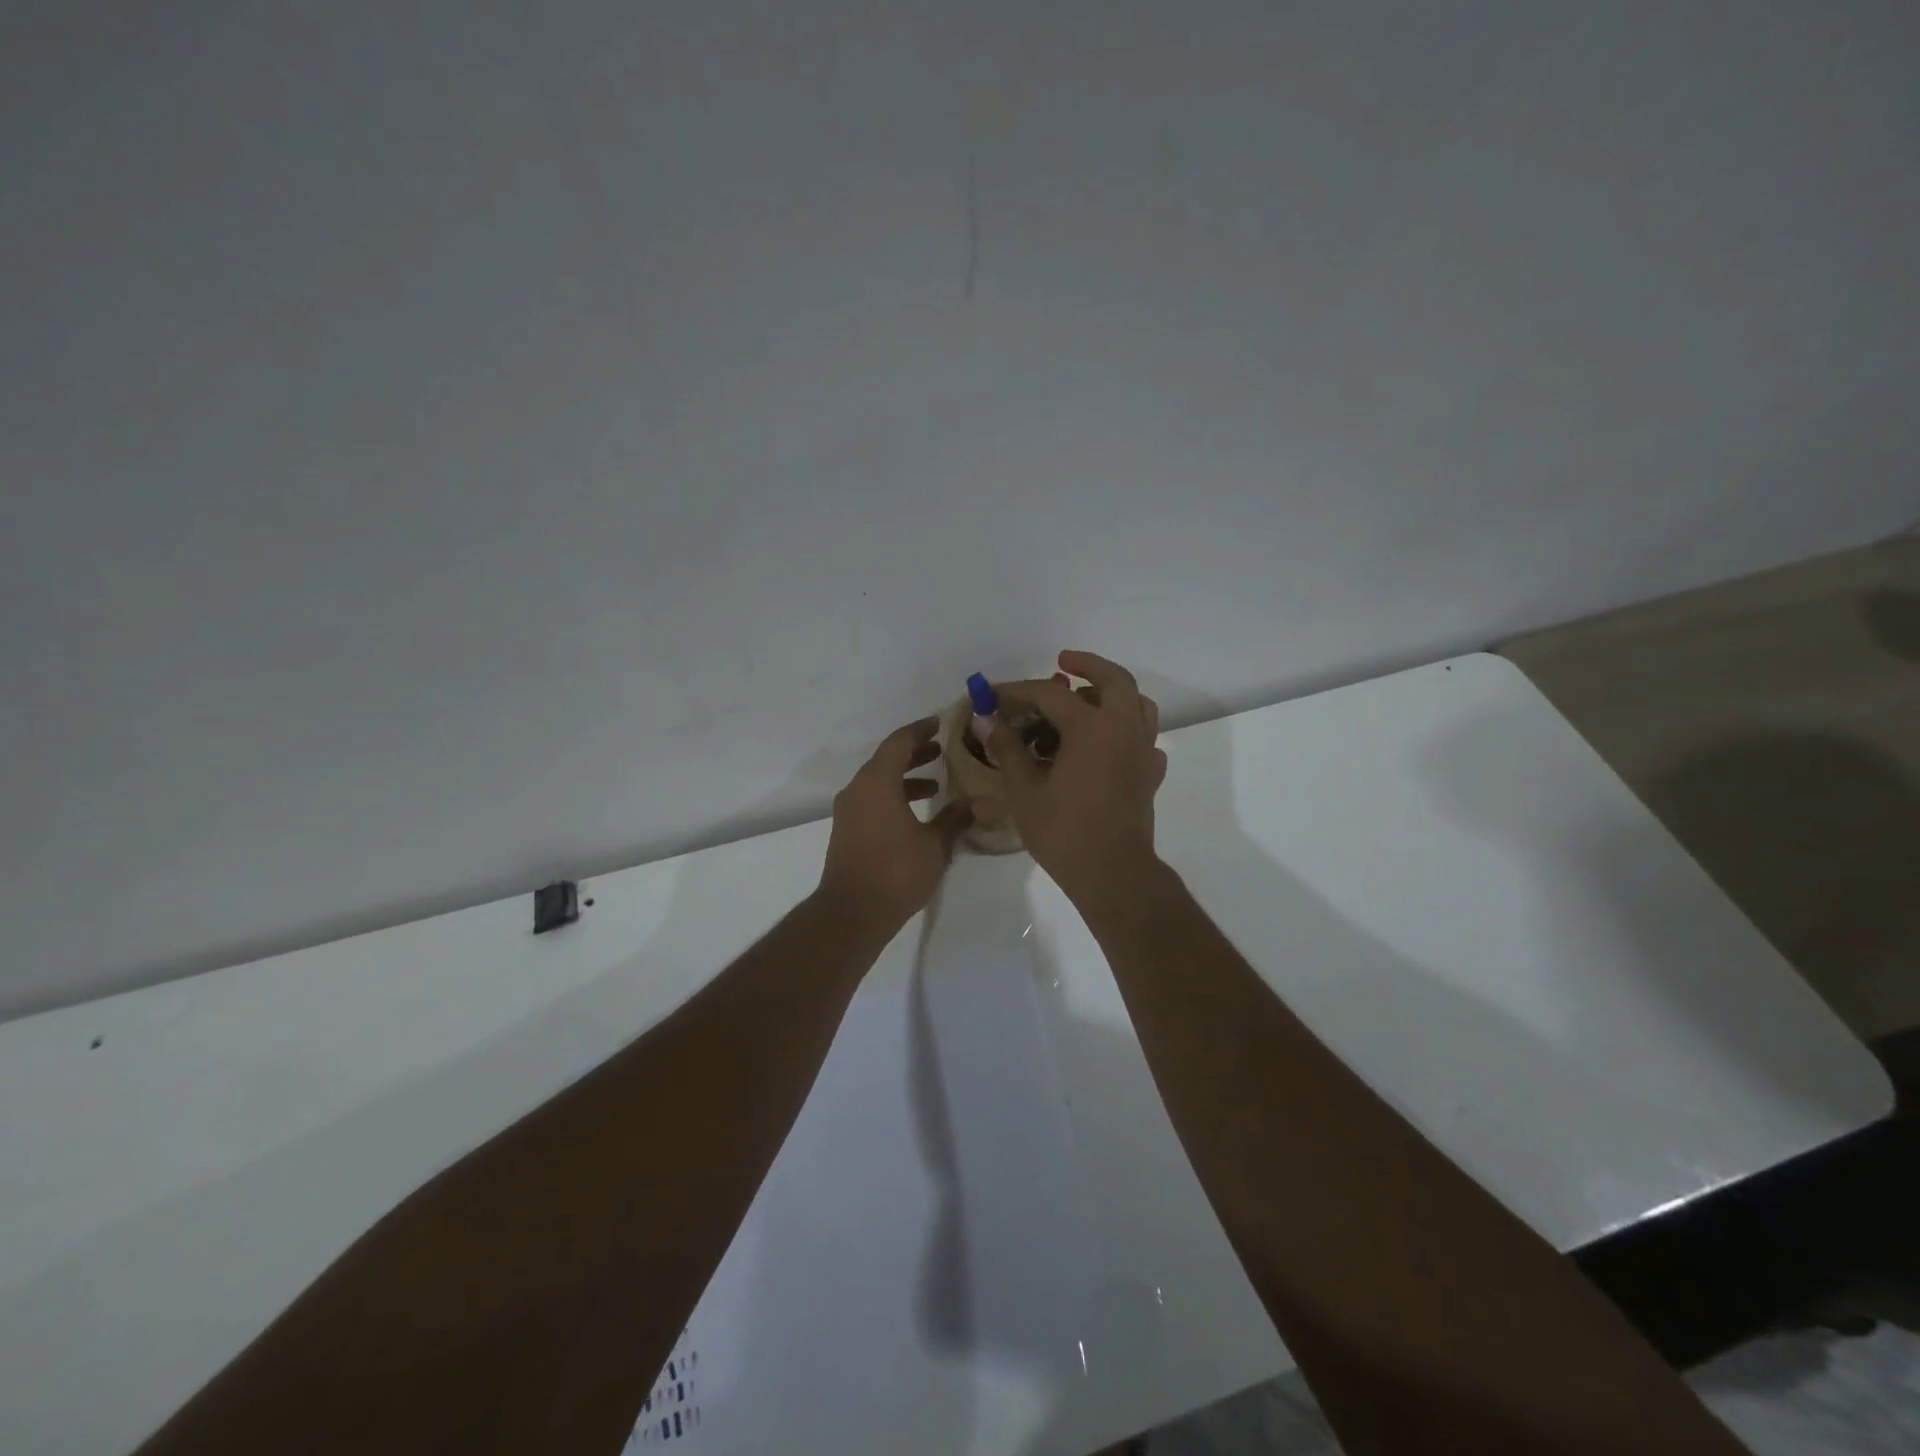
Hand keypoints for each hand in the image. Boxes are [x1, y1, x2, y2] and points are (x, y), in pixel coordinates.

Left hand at [818, 717, 972, 931]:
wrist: (852, 913)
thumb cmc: (896, 872)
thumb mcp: (934, 844)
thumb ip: (955, 818)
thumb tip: (978, 802)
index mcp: (877, 782)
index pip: (899, 742)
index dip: (920, 729)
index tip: (940, 723)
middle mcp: (858, 789)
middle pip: (887, 759)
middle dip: (915, 752)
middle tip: (942, 749)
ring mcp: (849, 811)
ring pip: (878, 781)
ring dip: (905, 777)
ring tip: (936, 784)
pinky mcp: (847, 830)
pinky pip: (872, 799)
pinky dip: (894, 796)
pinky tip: (916, 813)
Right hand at [988, 651, 1167, 903]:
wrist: (1113, 873)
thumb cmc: (1064, 831)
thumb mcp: (1025, 789)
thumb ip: (1007, 748)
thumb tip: (987, 720)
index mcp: (1092, 727)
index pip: (1050, 693)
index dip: (1018, 690)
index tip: (993, 695)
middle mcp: (1124, 729)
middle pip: (1114, 679)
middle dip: (1087, 665)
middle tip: (1063, 662)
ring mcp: (1144, 751)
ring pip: (1137, 704)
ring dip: (1113, 694)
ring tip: (1086, 701)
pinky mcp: (1151, 774)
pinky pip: (1144, 739)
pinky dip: (1127, 731)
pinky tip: (1106, 747)